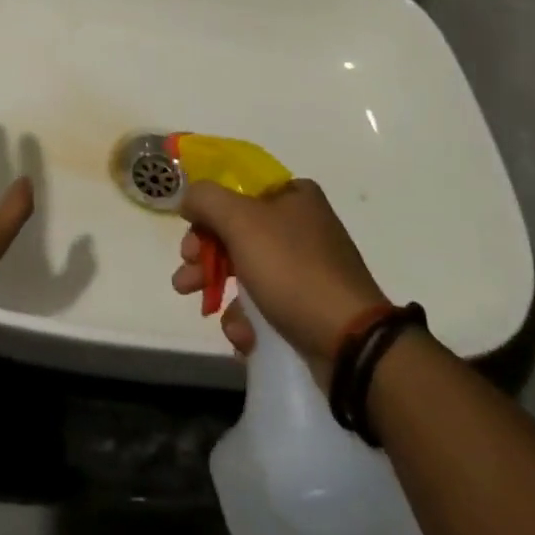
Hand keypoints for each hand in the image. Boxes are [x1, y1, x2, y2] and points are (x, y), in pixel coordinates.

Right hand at [171, 178, 386, 375]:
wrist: (349, 341)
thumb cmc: (292, 270)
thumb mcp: (241, 221)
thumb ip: (206, 200)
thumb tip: (189, 199)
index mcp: (294, 196)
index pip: (237, 192)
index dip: (207, 215)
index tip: (189, 241)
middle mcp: (303, 225)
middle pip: (236, 233)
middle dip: (205, 258)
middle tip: (186, 279)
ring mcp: (308, 268)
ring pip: (247, 271)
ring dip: (219, 290)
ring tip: (205, 310)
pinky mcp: (309, 306)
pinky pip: (266, 304)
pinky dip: (248, 319)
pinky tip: (245, 336)